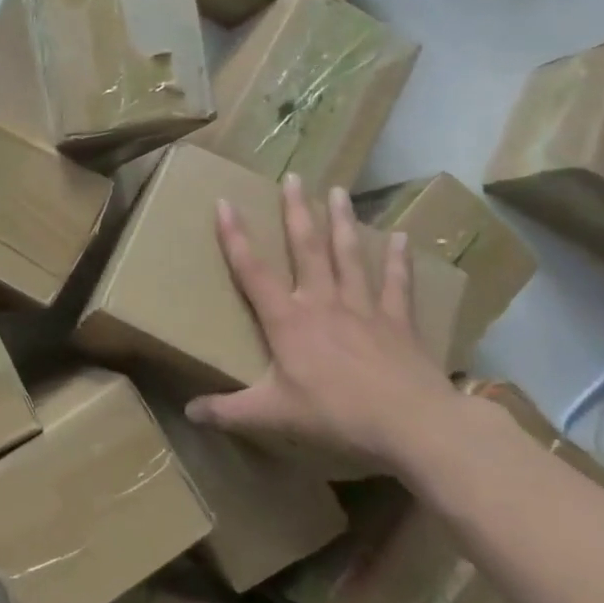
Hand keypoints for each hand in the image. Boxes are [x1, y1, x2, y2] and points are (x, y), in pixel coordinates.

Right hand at [184, 176, 461, 471]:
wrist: (414, 424)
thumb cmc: (336, 414)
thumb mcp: (272, 415)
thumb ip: (228, 412)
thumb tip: (188, 413)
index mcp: (288, 321)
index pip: (253, 271)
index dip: (235, 236)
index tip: (224, 202)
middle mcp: (323, 303)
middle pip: (307, 249)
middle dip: (297, 212)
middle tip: (294, 178)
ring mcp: (364, 309)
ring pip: (349, 256)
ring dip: (342, 222)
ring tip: (338, 191)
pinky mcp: (399, 323)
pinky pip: (397, 284)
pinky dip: (397, 260)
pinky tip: (400, 236)